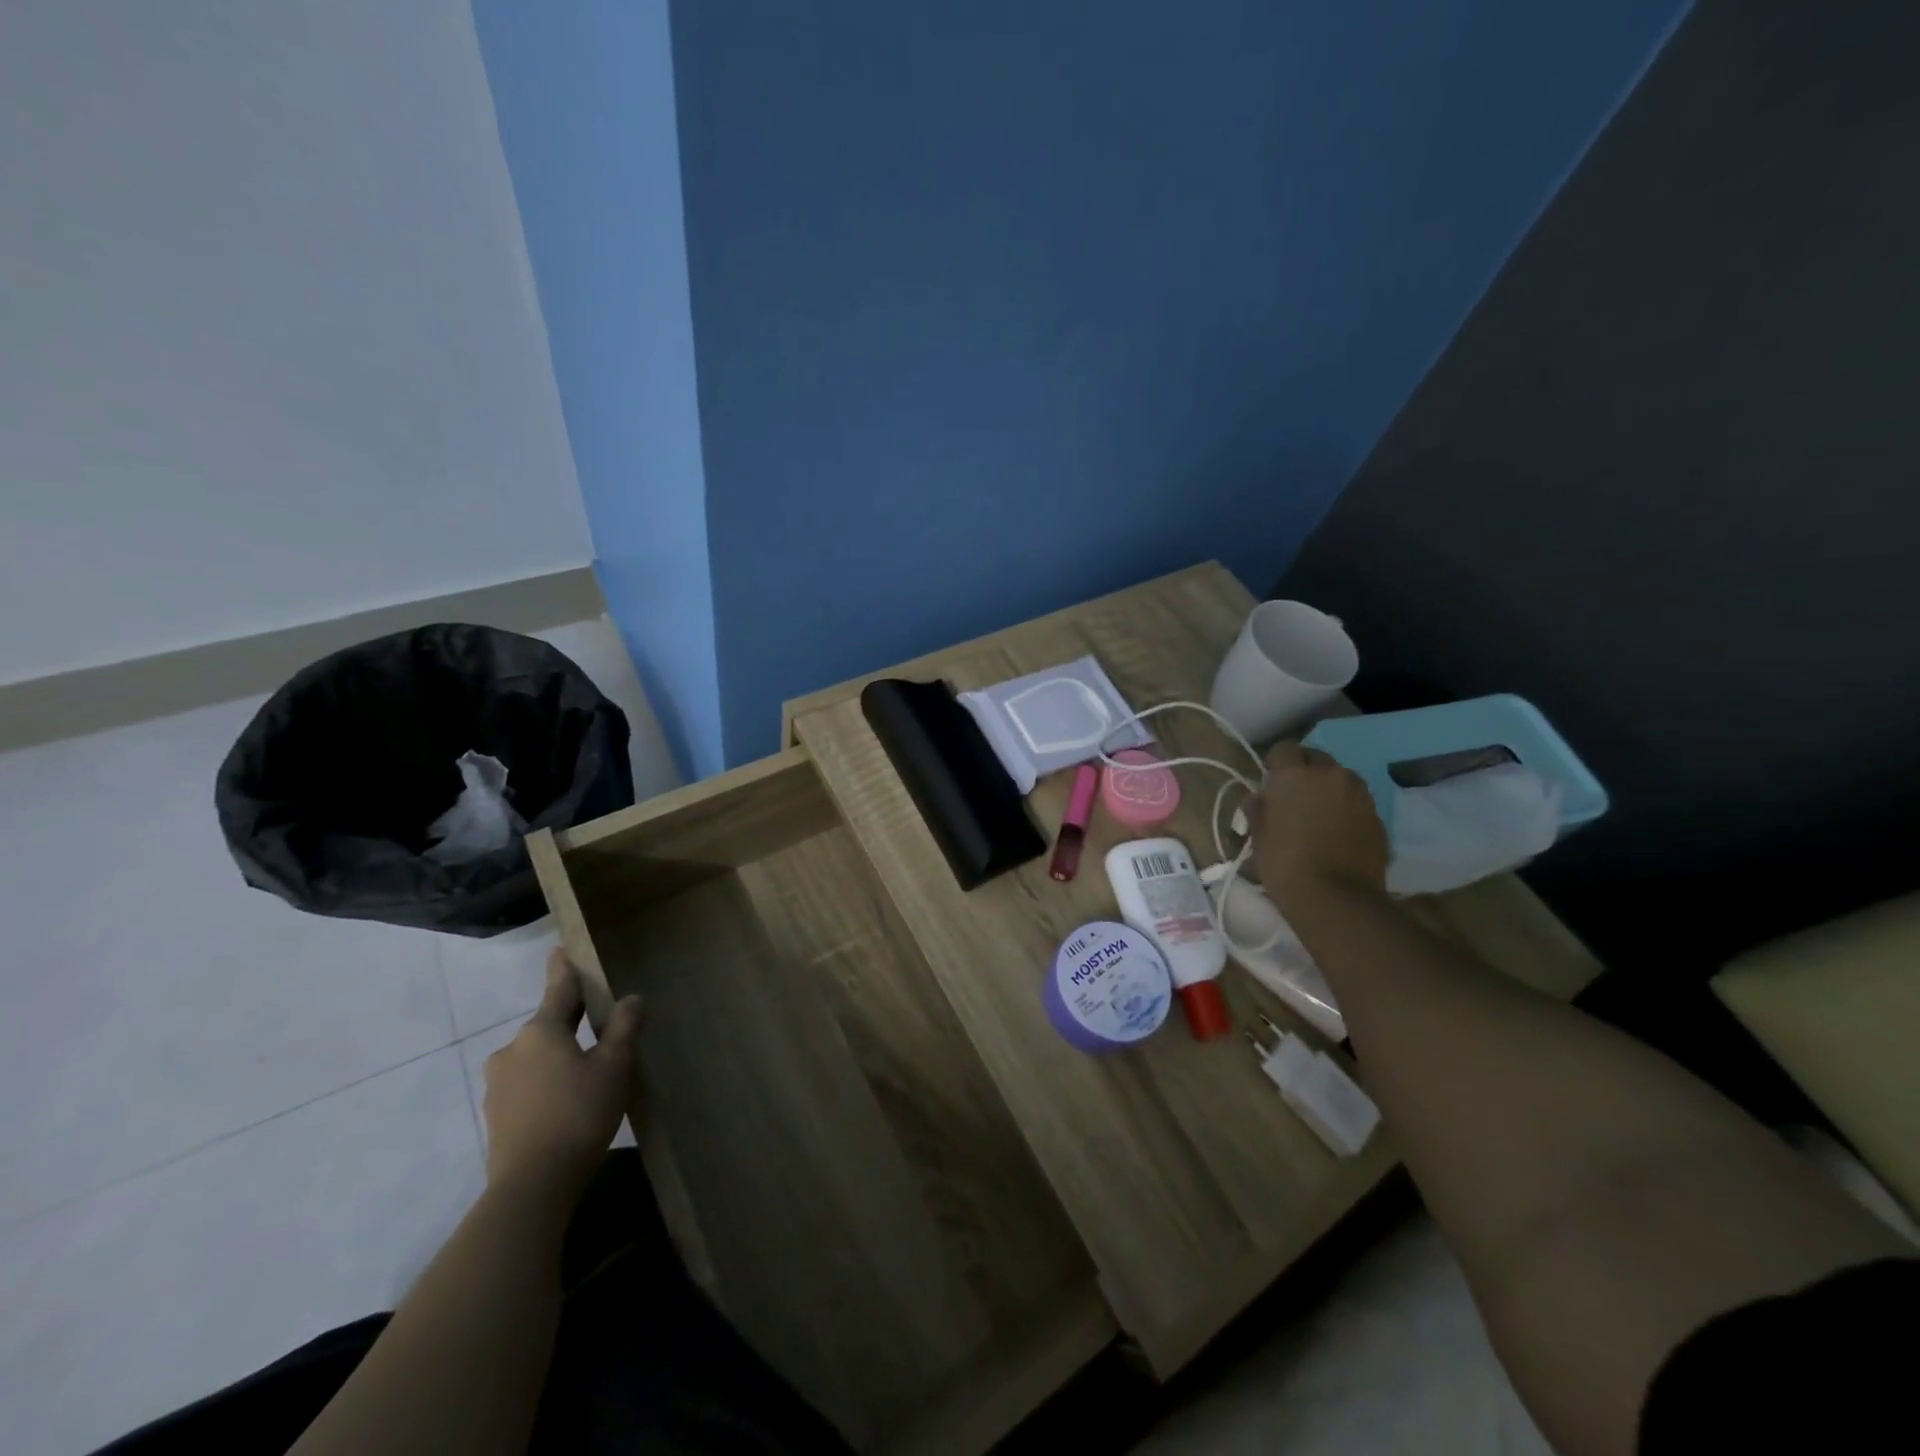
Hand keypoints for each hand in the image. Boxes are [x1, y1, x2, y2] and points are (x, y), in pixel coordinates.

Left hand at [481, 950, 640, 1204]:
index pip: (558, 988)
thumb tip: (631, 999)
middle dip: (570, 1020)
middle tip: (598, 1021)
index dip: (563, 968)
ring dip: (558, 1055)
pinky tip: (567, 1100)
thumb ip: (624, 1028)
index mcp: (540, 1030)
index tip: (560, 949)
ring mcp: (498, 1084)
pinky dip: (546, 1082)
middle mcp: (512, 1050)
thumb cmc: (579, 1113)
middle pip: (547, 1024)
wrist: (532, 1185)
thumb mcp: (614, 1066)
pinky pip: (527, 1084)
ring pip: (536, 1056)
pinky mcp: (496, 1115)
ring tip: (587, 1071)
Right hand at [1253, 742, 1389, 911]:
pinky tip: (1337, 833)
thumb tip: (1260, 800)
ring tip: (1318, 815)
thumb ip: (1258, 811)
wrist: (1337, 900)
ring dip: (1328, 789)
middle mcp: (1330, 775)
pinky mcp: (1378, 816)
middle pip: (1316, 758)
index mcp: (1294, 775)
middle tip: (1294, 797)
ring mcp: (1359, 794)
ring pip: (1340, 779)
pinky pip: (1356, 802)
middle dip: (1304, 771)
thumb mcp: (1258, 838)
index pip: (1283, 748)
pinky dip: (1346, 809)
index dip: (1275, 763)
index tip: (1269, 783)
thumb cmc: (1286, 865)